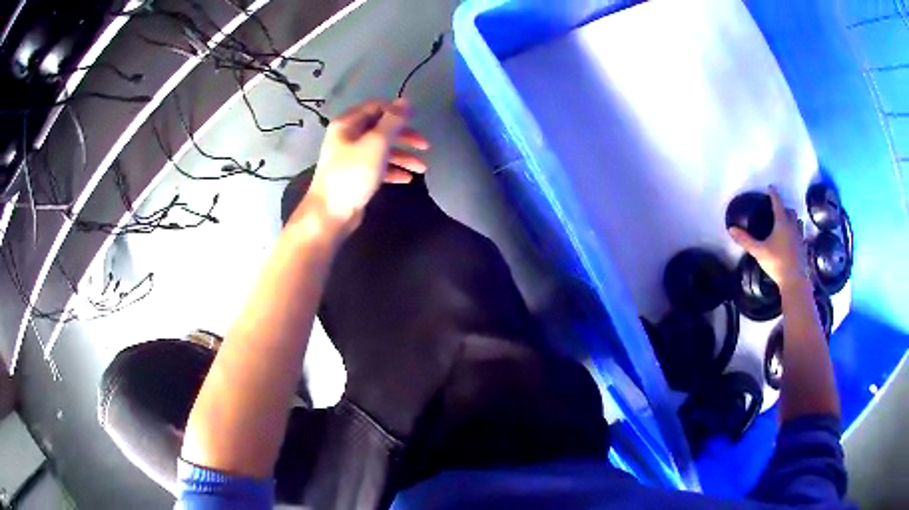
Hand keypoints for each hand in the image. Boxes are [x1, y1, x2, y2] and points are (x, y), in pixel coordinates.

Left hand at [299, 99, 429, 232]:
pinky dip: (393, 170)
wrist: (330, 213)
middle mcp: (348, 137)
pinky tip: (408, 179)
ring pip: (381, 150)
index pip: (376, 107)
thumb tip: (406, 102)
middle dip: (404, 137)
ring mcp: (351, 158)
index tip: (417, 118)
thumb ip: (393, 121)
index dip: (397, 111)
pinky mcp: (355, 176)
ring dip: (403, 156)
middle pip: (381, 129)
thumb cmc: (353, 174)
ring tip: (422, 168)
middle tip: (425, 145)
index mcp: (348, 124)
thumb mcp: (377, 143)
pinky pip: (377, 167)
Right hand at [728, 186, 807, 288]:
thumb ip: (746, 240)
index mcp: (782, 223)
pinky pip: (800, 235)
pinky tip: (792, 240)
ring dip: (792, 220)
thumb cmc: (777, 263)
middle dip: (784, 208)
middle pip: (790, 211)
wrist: (794, 281)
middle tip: (777, 210)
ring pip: (797, 222)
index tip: (770, 188)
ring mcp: (800, 237)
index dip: (773, 194)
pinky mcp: (803, 248)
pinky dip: (796, 233)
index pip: (777, 203)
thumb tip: (731, 229)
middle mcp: (792, 226)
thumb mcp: (759, 252)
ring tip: (786, 224)